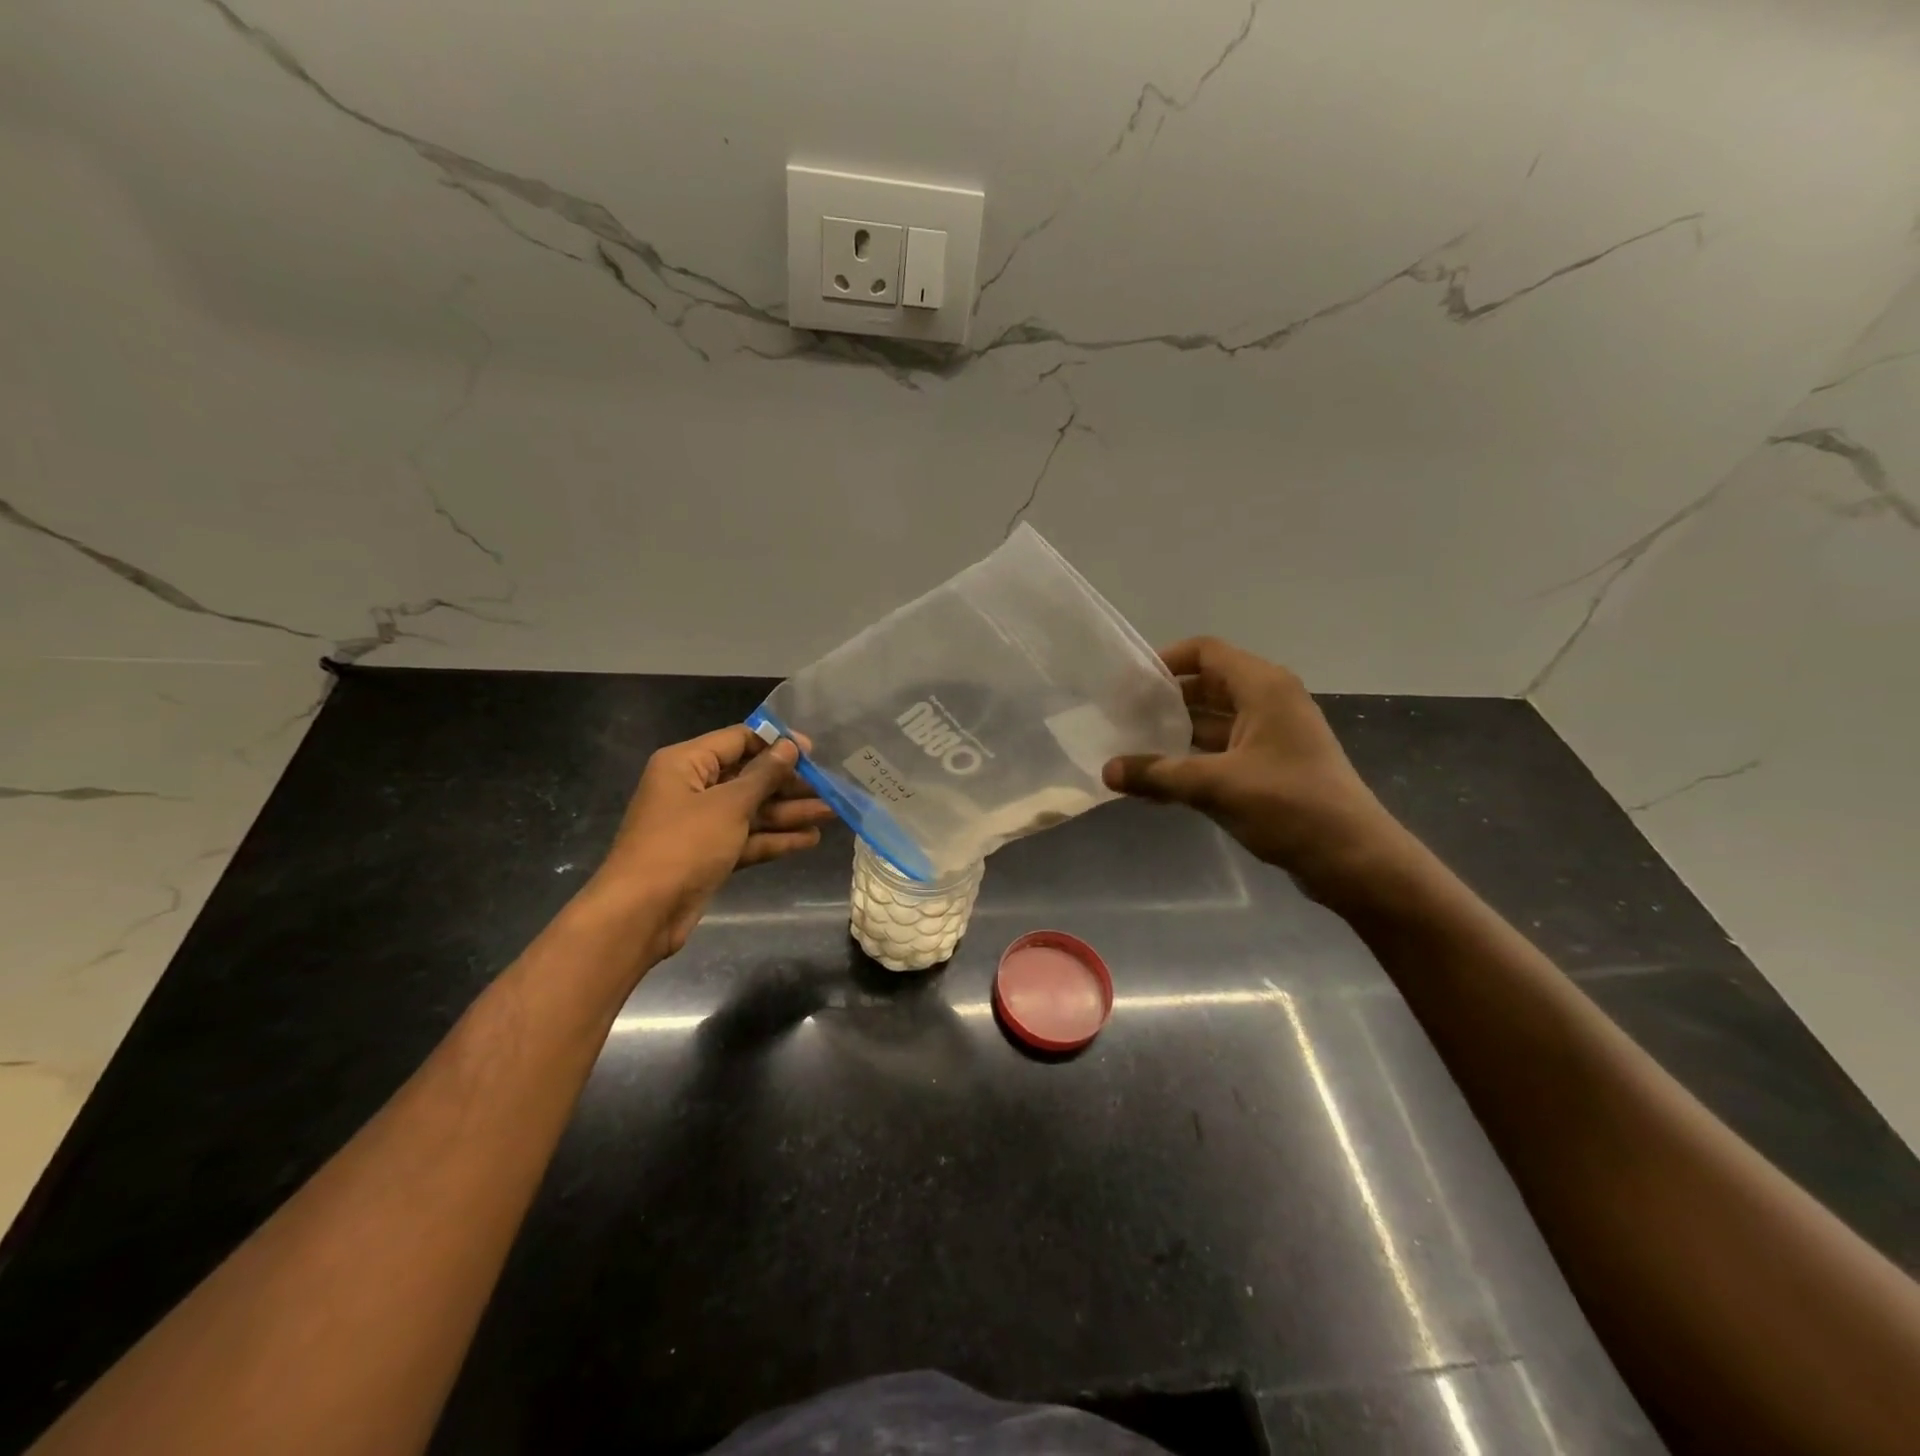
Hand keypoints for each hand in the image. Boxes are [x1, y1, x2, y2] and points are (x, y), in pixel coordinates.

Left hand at [591, 726, 837, 958]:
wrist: (642, 913)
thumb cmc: (683, 845)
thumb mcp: (729, 805)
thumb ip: (764, 775)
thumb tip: (790, 746)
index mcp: (686, 763)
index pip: (737, 740)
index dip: (776, 743)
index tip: (814, 751)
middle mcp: (692, 789)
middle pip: (748, 777)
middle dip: (789, 783)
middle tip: (830, 786)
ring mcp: (701, 825)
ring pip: (752, 811)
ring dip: (789, 812)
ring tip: (832, 812)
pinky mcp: (710, 855)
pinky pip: (747, 839)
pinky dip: (776, 839)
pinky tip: (810, 839)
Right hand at [1102, 638, 1399, 889]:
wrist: (1353, 859)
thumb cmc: (1289, 806)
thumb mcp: (1215, 787)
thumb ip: (1157, 774)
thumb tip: (1106, 771)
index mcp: (1264, 687)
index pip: (1205, 653)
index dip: (1164, 661)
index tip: (1127, 685)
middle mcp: (1269, 702)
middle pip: (1206, 686)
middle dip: (1163, 700)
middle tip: (1120, 718)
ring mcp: (1271, 736)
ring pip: (1212, 722)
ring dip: (1174, 733)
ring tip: (1130, 749)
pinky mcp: (1271, 767)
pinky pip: (1222, 752)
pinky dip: (1191, 760)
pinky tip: (1158, 782)